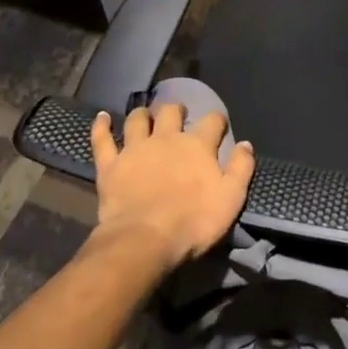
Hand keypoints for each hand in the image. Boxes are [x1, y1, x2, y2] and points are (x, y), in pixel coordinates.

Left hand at [88, 103, 255, 271]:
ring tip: (145, 114)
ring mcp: (135, 149)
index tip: (219, 125)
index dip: (217, 121)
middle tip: (178, 114)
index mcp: (197, 145)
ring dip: (142, 114)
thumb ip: (241, 168)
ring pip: (137, 120)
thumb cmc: (193, 221)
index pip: (212, 121)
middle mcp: (166, 138)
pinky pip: (102, 139)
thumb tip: (246, 144)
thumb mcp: (231, 198)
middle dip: (176, 109)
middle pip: (171, 112)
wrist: (146, 239)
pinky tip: (101, 117)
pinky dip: (101, 126)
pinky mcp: (110, 165)